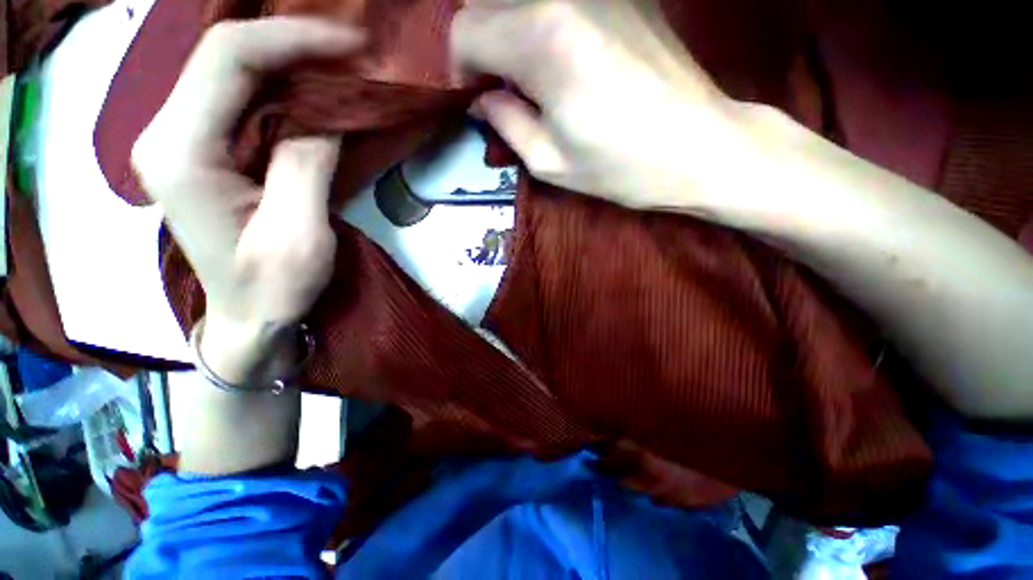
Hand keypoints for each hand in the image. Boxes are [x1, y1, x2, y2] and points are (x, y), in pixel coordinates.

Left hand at [132, 18, 364, 382]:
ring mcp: (182, 138)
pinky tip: (316, 93)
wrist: (247, 318)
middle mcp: (168, 132)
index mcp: (181, 152)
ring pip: (235, 72)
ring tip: (342, 68)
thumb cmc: (273, 289)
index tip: (353, 45)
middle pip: (228, 55)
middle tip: (354, 53)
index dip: (293, 39)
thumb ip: (305, 167)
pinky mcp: (203, 149)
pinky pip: (242, 97)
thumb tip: (326, 115)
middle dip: (295, 44)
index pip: (230, 59)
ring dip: (291, 62)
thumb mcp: (299, 236)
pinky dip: (284, 87)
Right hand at [451, 0, 760, 210]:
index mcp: (543, 40)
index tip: (478, 99)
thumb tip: (482, 100)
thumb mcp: (550, 161)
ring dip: (512, 35)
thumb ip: (506, 123)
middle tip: (502, 91)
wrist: (699, 146)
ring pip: (522, 0)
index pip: (466, 30)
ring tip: (532, 79)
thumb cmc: (622, 167)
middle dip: (484, 48)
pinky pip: (560, 1)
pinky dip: (544, 24)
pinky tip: (563, 60)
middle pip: (489, 4)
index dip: (462, 69)